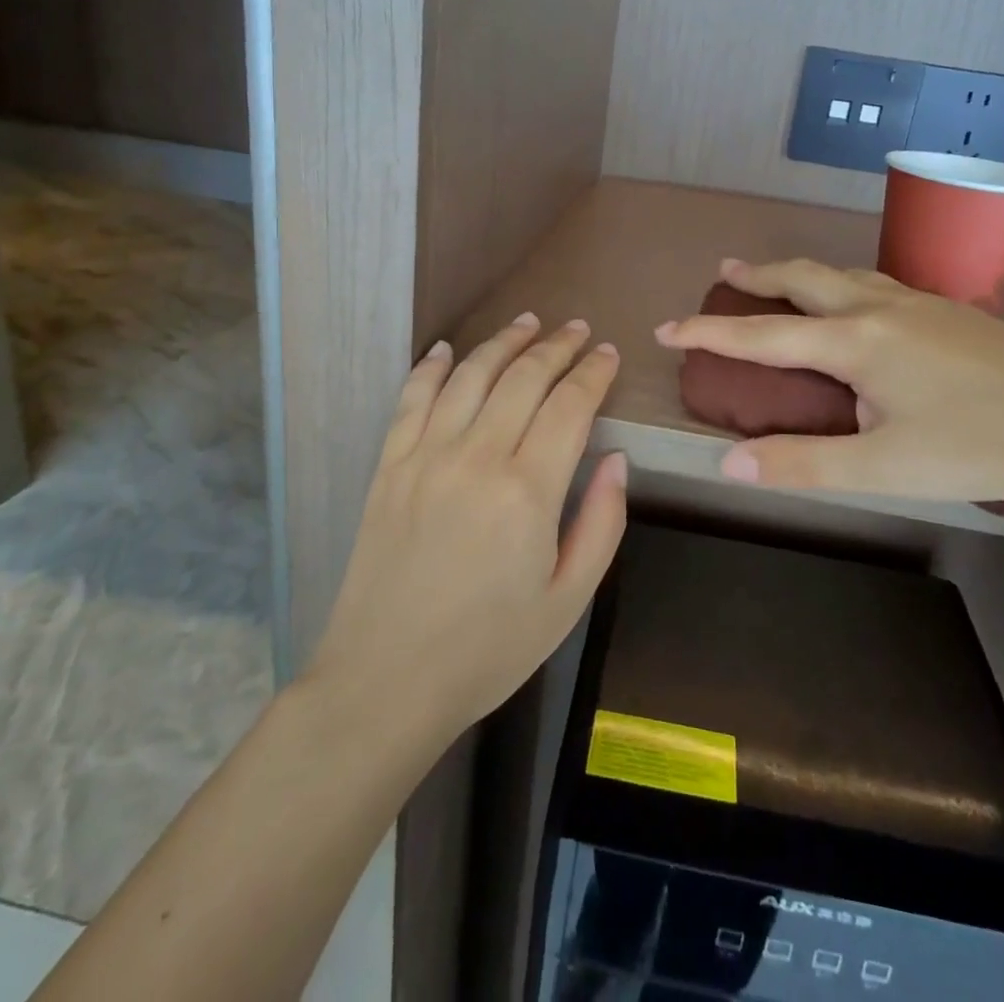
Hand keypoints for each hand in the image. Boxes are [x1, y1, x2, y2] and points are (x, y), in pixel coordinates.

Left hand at [308, 315, 626, 740]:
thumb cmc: (489, 649)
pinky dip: (431, 367)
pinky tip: (447, 349)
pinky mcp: (388, 466)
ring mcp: (425, 456)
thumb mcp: (568, 599)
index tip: (607, 354)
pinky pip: (411, 398)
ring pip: (470, 375)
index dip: (593, 373)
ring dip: (502, 343)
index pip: (570, 406)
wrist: (385, 681)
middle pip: (523, 378)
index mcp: (528, 491)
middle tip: (577, 330)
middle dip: (556, 347)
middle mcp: (476, 457)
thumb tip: (618, 459)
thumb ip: (602, 523)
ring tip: (527, 323)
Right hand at [654, 258, 1003, 522]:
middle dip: (757, 276)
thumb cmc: (978, 448)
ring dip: (801, 274)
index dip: (709, 332)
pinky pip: (878, 283)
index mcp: (856, 342)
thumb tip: (728, 463)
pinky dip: (843, 284)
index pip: (762, 335)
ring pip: (844, 274)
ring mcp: (921, 304)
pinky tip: (858, 302)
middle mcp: (880, 309)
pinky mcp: (952, 312)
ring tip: (780, 280)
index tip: (667, 328)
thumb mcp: (882, 468)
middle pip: (803, 279)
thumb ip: (802, 464)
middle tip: (724, 273)